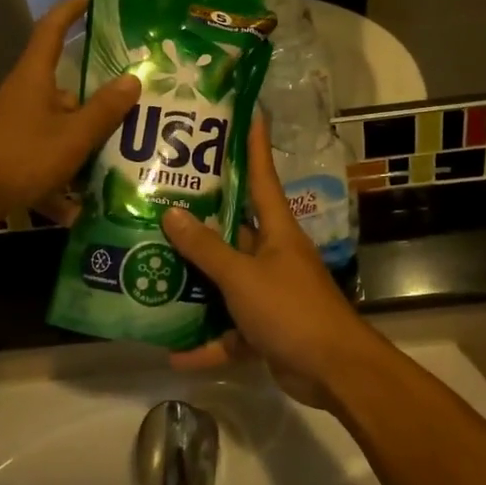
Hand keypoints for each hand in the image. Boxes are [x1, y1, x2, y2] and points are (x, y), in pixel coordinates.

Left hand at [0, 0, 138, 226]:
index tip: (90, 0)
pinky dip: (62, 179)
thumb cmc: (19, 156)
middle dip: (98, 101)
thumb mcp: (72, 136)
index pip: (51, 30)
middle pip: (67, 89)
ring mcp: (16, 127)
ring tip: (120, 160)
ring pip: (60, 127)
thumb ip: (104, 110)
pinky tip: (78, 208)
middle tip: (135, 107)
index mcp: (35, 78)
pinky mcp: (11, 155)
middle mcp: (24, 96)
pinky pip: (47, 159)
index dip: (70, 12)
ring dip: (85, 144)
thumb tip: (132, 78)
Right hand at [159, 116, 385, 407]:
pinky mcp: (267, 328)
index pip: (263, 177)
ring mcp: (270, 292)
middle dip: (201, 220)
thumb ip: (206, 249)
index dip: (253, 145)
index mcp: (277, 231)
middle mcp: (274, 255)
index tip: (244, 114)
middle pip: (234, 230)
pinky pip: (230, 331)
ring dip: (196, 284)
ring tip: (152, 270)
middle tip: (161, 200)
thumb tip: (171, 214)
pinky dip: (207, 343)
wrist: (333, 370)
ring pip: (226, 281)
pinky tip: (173, 353)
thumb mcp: (243, 276)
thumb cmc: (290, 310)